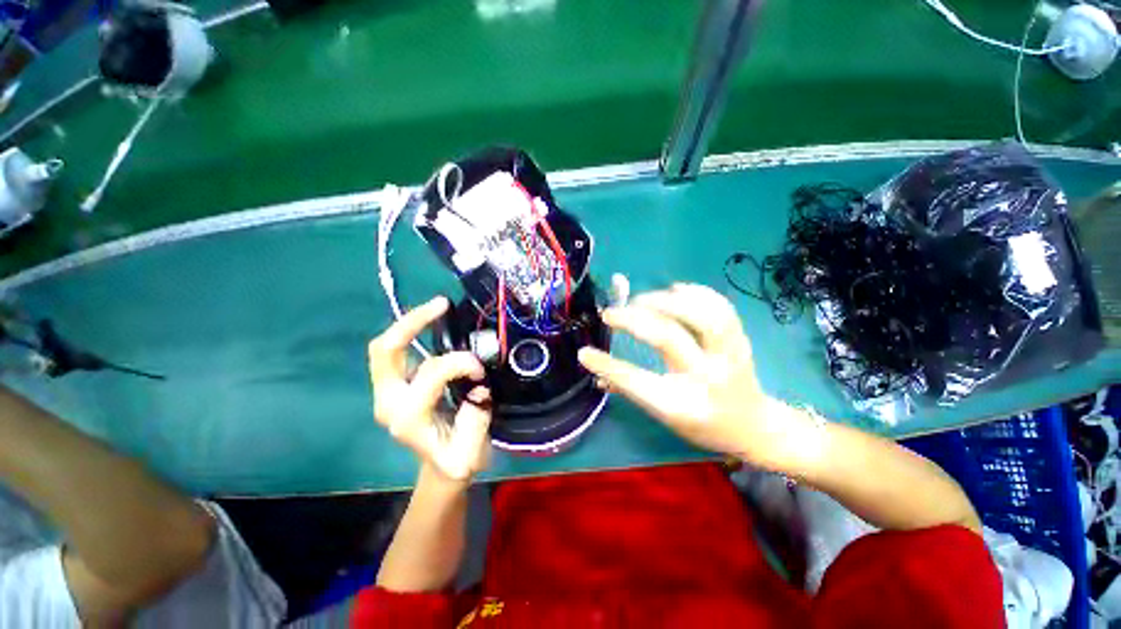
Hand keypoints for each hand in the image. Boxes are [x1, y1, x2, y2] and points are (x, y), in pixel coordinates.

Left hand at [368, 297, 492, 481]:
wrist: (441, 468)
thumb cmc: (458, 459)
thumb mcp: (471, 450)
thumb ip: (476, 417)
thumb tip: (478, 383)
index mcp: (408, 417)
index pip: (432, 373)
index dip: (460, 362)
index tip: (480, 369)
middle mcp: (389, 402)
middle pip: (385, 351)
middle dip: (412, 322)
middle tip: (441, 304)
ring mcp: (388, 392)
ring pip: (386, 347)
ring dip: (411, 323)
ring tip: (439, 307)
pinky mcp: (396, 385)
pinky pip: (397, 351)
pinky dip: (412, 332)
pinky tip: (433, 322)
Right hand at [578, 284, 810, 468]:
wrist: (754, 427)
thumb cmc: (704, 426)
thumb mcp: (664, 417)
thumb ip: (630, 391)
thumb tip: (595, 372)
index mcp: (681, 405)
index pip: (635, 381)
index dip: (605, 365)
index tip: (584, 351)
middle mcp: (706, 379)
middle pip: (668, 337)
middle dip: (632, 319)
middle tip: (611, 314)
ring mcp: (729, 357)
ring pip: (700, 315)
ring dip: (665, 300)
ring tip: (642, 300)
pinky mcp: (741, 340)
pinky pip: (721, 307)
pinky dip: (696, 293)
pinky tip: (675, 290)